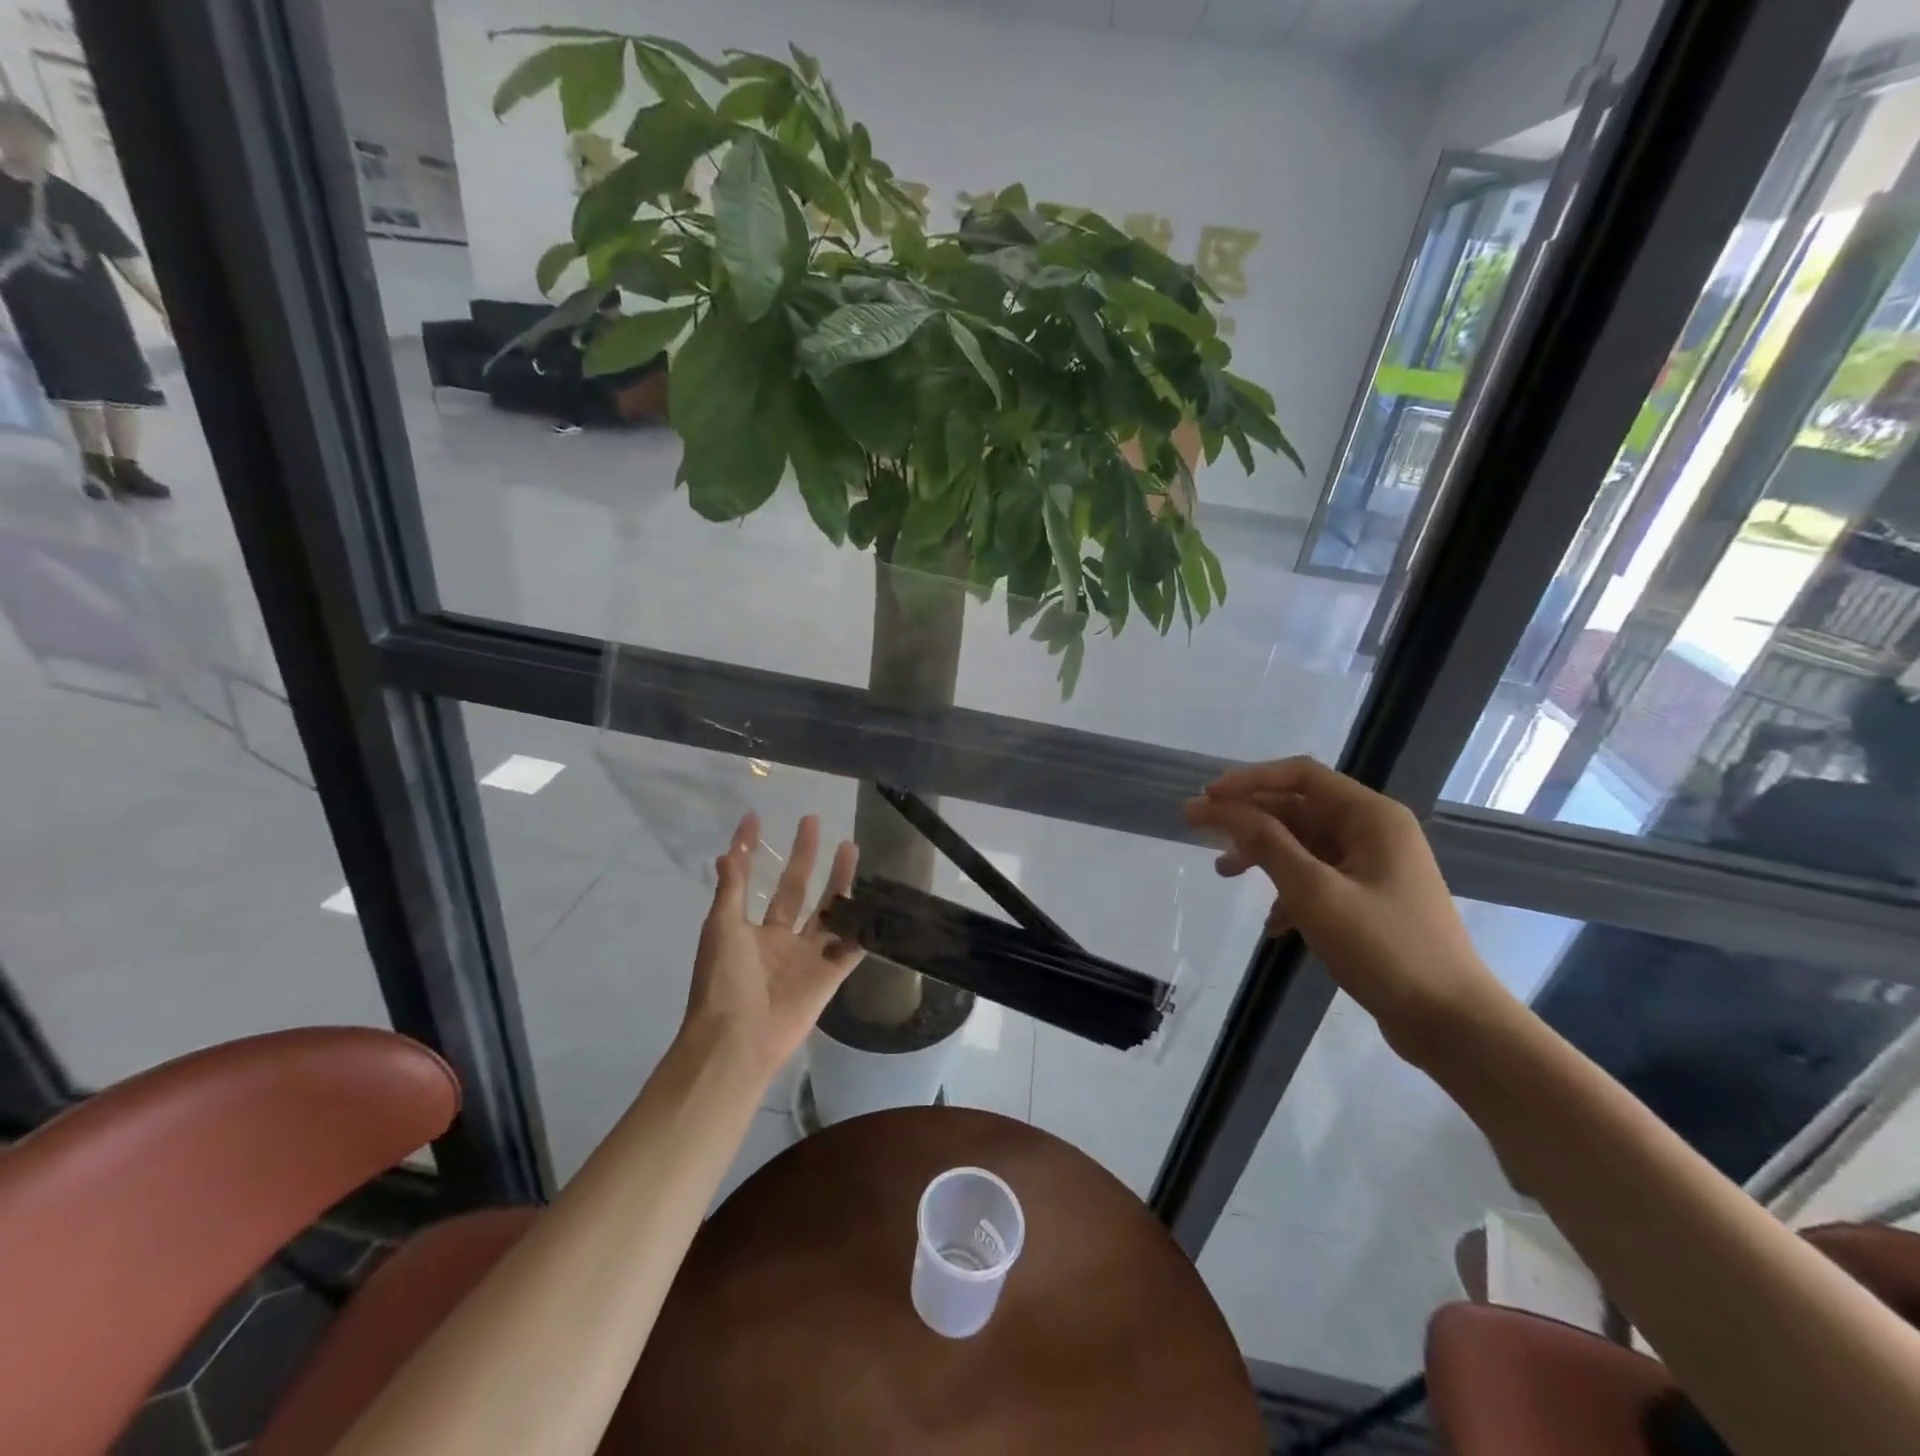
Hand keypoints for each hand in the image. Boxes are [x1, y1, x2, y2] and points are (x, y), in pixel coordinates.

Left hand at [682, 813, 863, 1078]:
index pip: (756, 880)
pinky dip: (865, 926)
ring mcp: (808, 957)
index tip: (756, 818)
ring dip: (840, 880)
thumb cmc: (723, 981)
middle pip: (798, 889)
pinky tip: (879, 900)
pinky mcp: (831, 975)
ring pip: (830, 910)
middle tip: (813, 821)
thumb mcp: (721, 928)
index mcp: (752, 929)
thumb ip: (732, 889)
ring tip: (850, 847)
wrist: (738, 1040)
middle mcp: (781, 939)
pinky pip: (852, 946)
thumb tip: (727, 850)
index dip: (754, 851)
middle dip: (805, 856)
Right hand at [1183, 757, 1505, 1056]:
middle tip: (1199, 831)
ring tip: (1223, 874)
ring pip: (1303, 845)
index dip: (1248, 780)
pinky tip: (1274, 925)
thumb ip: (1265, 842)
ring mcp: (1374, 867)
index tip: (1206, 798)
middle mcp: (1374, 832)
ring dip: (1262, 856)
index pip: (1299, 776)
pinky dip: (1288, 893)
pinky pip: (1317, 879)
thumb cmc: (1384, 948)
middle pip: (1297, 809)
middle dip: (1248, 820)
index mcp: (1371, 816)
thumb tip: (1219, 807)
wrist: (1452, 1022)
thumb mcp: (1314, 891)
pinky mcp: (1370, 900)